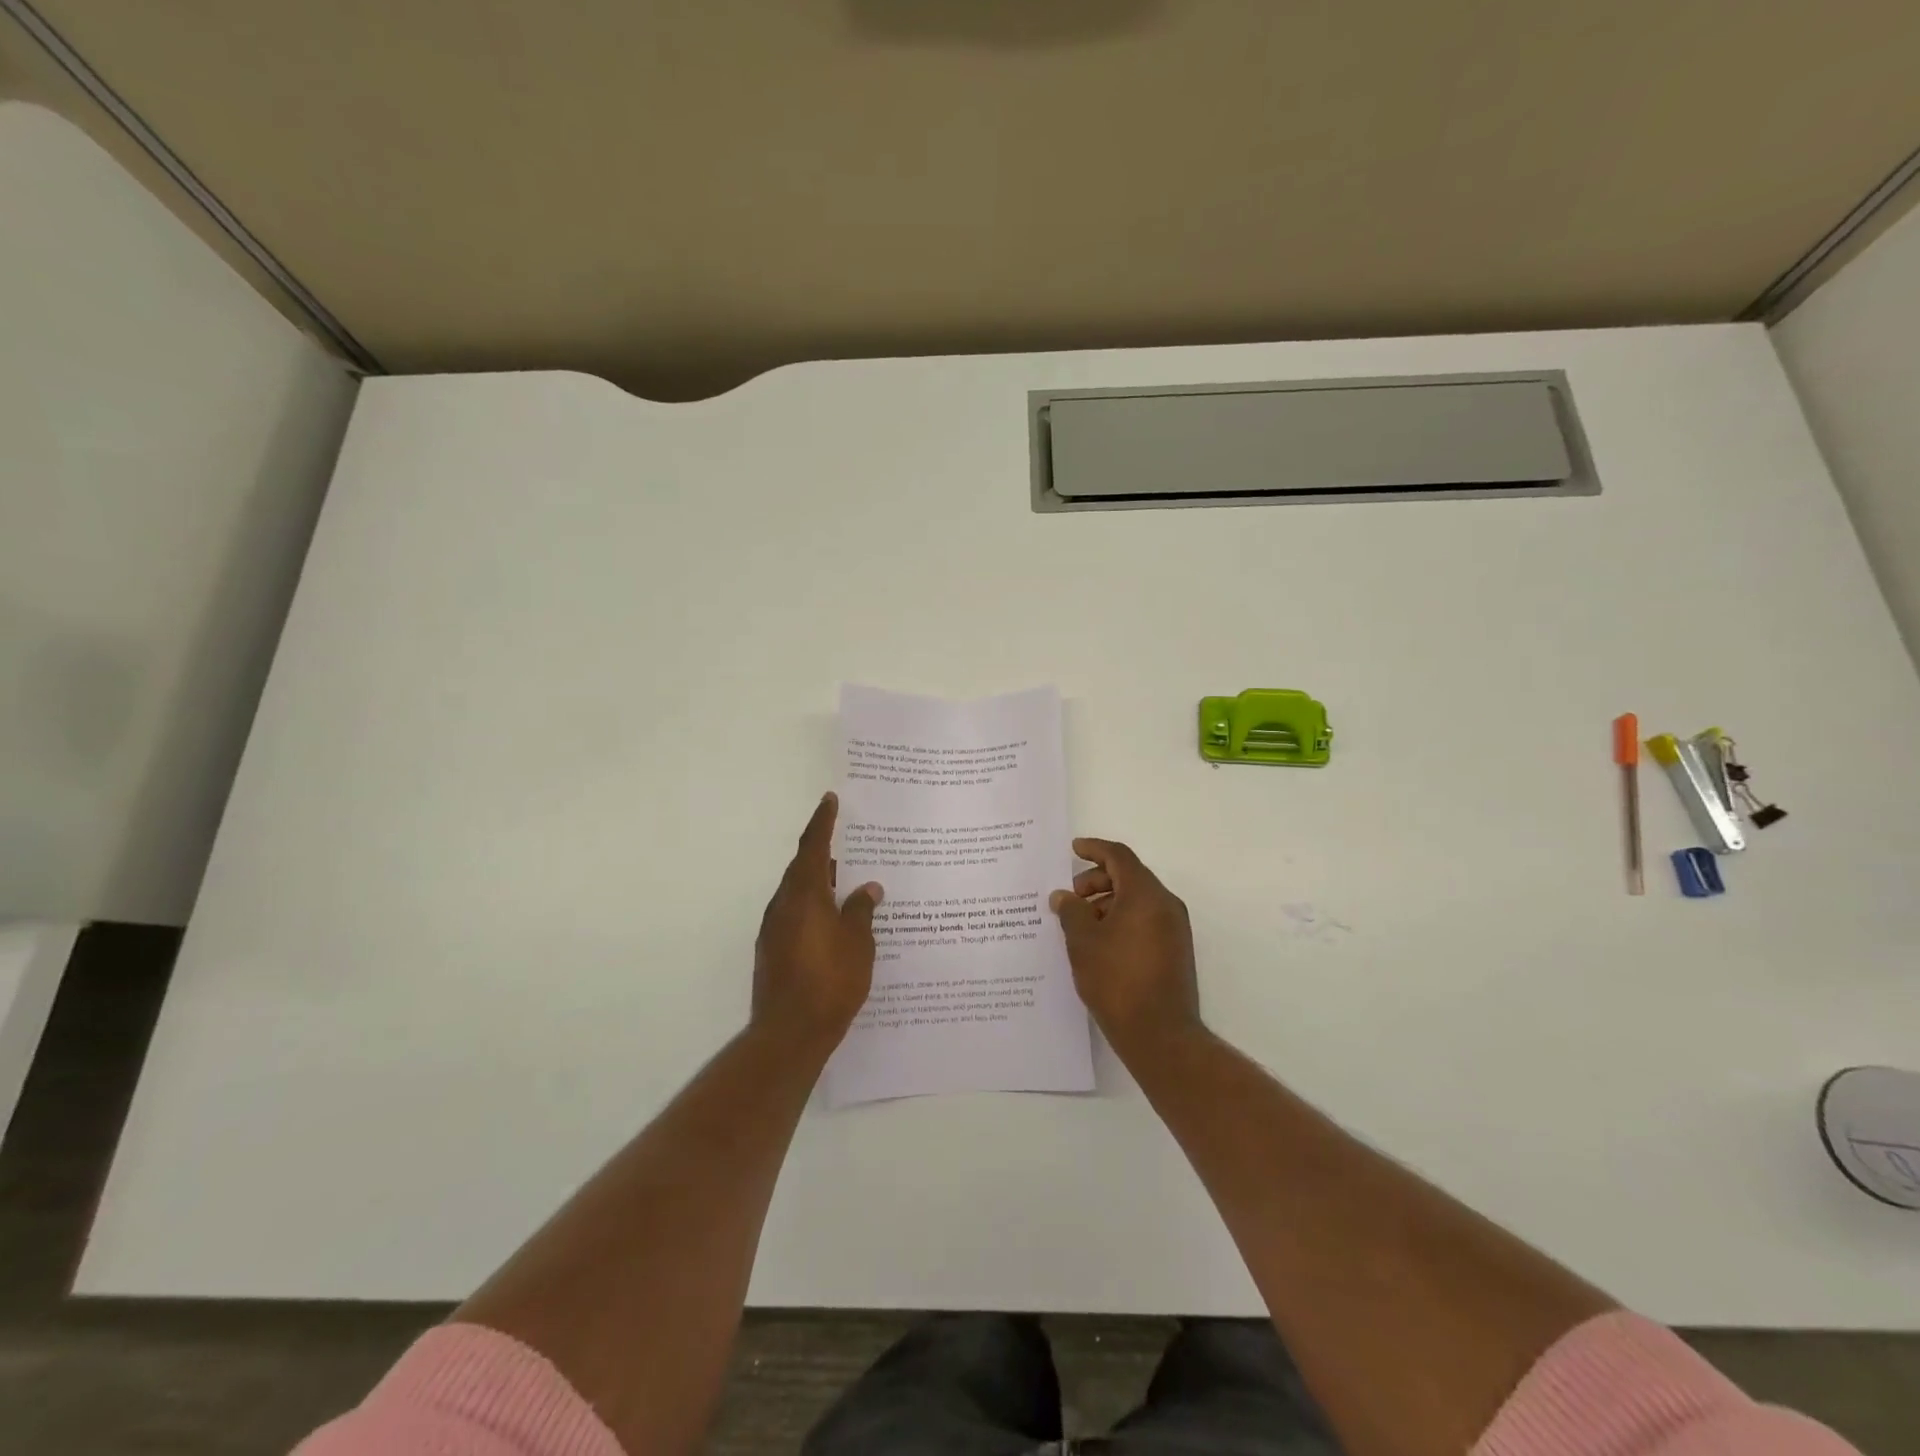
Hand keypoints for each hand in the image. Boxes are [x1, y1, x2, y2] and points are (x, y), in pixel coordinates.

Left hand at [753, 793, 882, 1051]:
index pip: (814, 846)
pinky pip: (795, 915)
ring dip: (819, 883)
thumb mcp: (858, 942)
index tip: (830, 800)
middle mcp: (784, 905)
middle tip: (847, 843)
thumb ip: (861, 910)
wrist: (789, 1032)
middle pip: (803, 868)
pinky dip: (813, 908)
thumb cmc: (831, 981)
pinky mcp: (772, 951)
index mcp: (805, 894)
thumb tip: (868, 888)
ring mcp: (774, 929)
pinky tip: (833, 922)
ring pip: (798, 893)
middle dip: (823, 853)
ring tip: (846, 883)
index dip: (823, 821)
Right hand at [1051, 838, 1201, 1060]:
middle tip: (1071, 897)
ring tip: (1080, 924)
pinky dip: (1121, 919)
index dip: (1094, 849)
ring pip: (1137, 900)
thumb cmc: (1117, 980)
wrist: (1160, 1035)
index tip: (1073, 849)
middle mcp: (1165, 905)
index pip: (1119, 857)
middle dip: (1096, 880)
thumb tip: (1064, 896)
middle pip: (1129, 876)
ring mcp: (1174, 929)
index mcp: (1145, 894)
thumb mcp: (1083, 941)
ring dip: (1107, 902)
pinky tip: (1099, 942)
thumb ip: (1071, 911)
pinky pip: (1145, 920)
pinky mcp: (1175, 950)